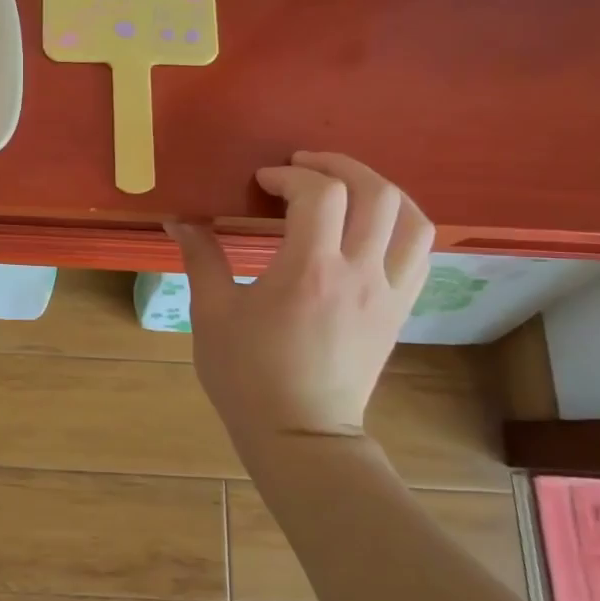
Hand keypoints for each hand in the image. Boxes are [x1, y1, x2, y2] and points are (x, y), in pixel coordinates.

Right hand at [169, 152, 432, 444]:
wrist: (300, 434)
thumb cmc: (247, 375)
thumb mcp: (212, 314)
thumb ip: (200, 259)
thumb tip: (179, 220)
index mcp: (309, 270)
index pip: (319, 193)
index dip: (289, 175)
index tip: (262, 183)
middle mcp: (359, 272)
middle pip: (375, 192)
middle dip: (338, 166)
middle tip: (303, 167)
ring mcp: (388, 292)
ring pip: (411, 219)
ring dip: (380, 189)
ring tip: (347, 187)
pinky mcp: (400, 310)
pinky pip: (420, 253)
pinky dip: (402, 224)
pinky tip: (373, 226)